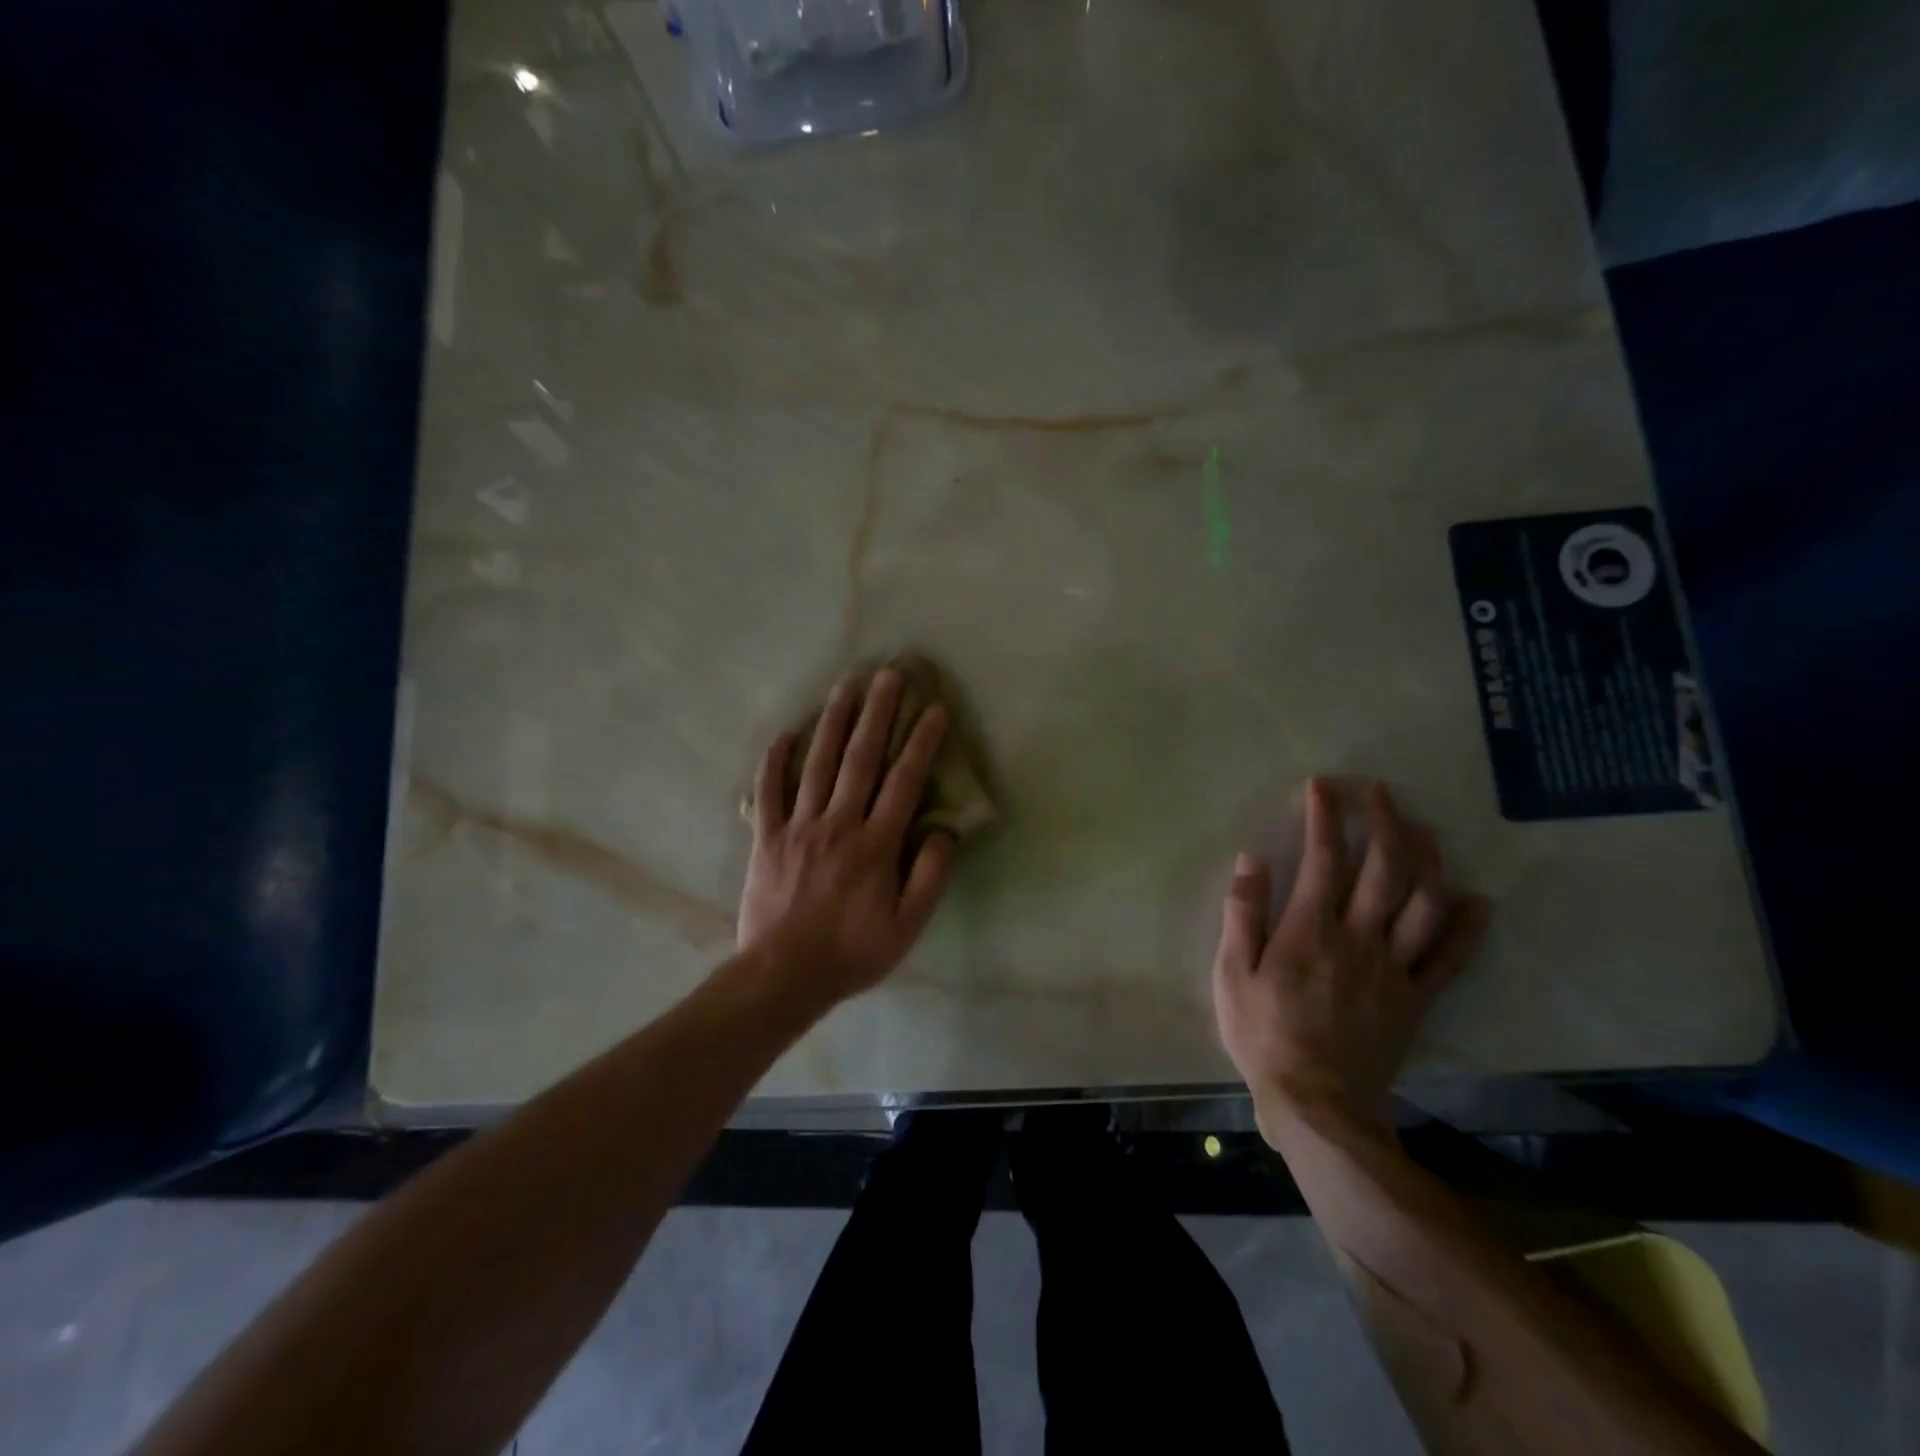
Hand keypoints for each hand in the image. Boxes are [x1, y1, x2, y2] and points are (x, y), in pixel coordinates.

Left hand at [738, 669, 955, 1006]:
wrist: (783, 976)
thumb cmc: (852, 953)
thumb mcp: (908, 927)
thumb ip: (929, 876)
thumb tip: (944, 830)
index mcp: (876, 844)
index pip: (905, 781)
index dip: (922, 742)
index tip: (934, 708)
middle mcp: (839, 823)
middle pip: (861, 758)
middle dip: (878, 713)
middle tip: (889, 674)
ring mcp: (799, 826)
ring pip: (818, 763)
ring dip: (834, 721)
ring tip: (846, 685)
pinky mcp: (767, 836)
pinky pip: (768, 791)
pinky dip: (774, 760)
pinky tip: (785, 732)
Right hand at [1212, 778, 1490, 1137]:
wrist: (1316, 1103)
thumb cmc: (1263, 1033)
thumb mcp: (1231, 972)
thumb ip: (1242, 914)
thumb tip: (1250, 859)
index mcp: (1310, 929)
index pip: (1323, 858)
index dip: (1325, 817)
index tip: (1323, 787)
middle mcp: (1359, 937)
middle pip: (1383, 868)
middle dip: (1383, 822)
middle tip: (1379, 793)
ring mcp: (1395, 967)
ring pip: (1423, 902)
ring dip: (1428, 859)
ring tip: (1424, 830)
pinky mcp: (1417, 998)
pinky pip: (1451, 958)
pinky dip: (1468, 928)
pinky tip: (1478, 901)